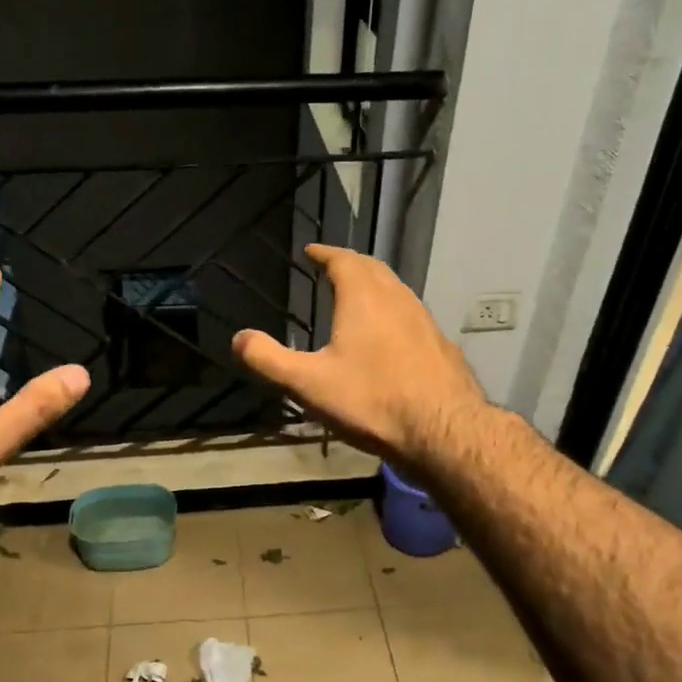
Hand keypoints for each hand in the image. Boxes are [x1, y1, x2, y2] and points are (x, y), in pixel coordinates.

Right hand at [231, 244, 486, 463]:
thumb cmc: (371, 400)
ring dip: (375, 286)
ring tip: (358, 298)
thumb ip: (269, 360)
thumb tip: (238, 338)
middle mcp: (397, 298)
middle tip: (333, 268)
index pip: (343, 260)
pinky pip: (411, 315)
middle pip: (373, 269)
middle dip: (350, 264)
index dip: (326, 253)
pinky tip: (390, 336)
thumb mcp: (308, 384)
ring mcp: (424, 320)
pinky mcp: (440, 344)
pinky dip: (393, 311)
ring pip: (396, 290)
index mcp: (363, 298)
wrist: (443, 430)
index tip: (312, 251)